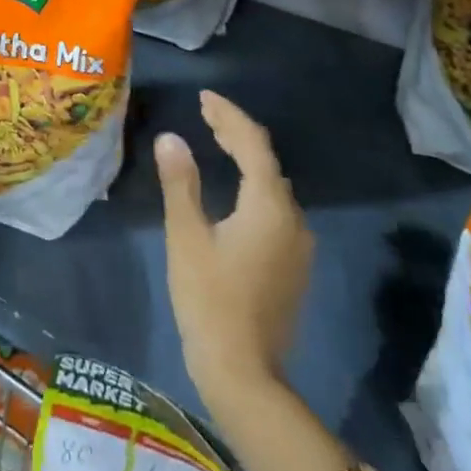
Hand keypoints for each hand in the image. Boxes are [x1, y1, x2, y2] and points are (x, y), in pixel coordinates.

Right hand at [157, 91, 313, 401]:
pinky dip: (253, 187)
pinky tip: (234, 191)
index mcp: (268, 205)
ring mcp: (299, 244)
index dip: (228, 115)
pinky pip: (275, 208)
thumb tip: (171, 138)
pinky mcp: (294, 264)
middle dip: (236, 133)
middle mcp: (293, 218)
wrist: (244, 373)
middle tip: (205, 114)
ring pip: (273, 186)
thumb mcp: (186, 236)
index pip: (252, 143)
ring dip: (246, 159)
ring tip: (216, 142)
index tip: (204, 97)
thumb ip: (180, 183)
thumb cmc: (208, 300)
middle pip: (266, 161)